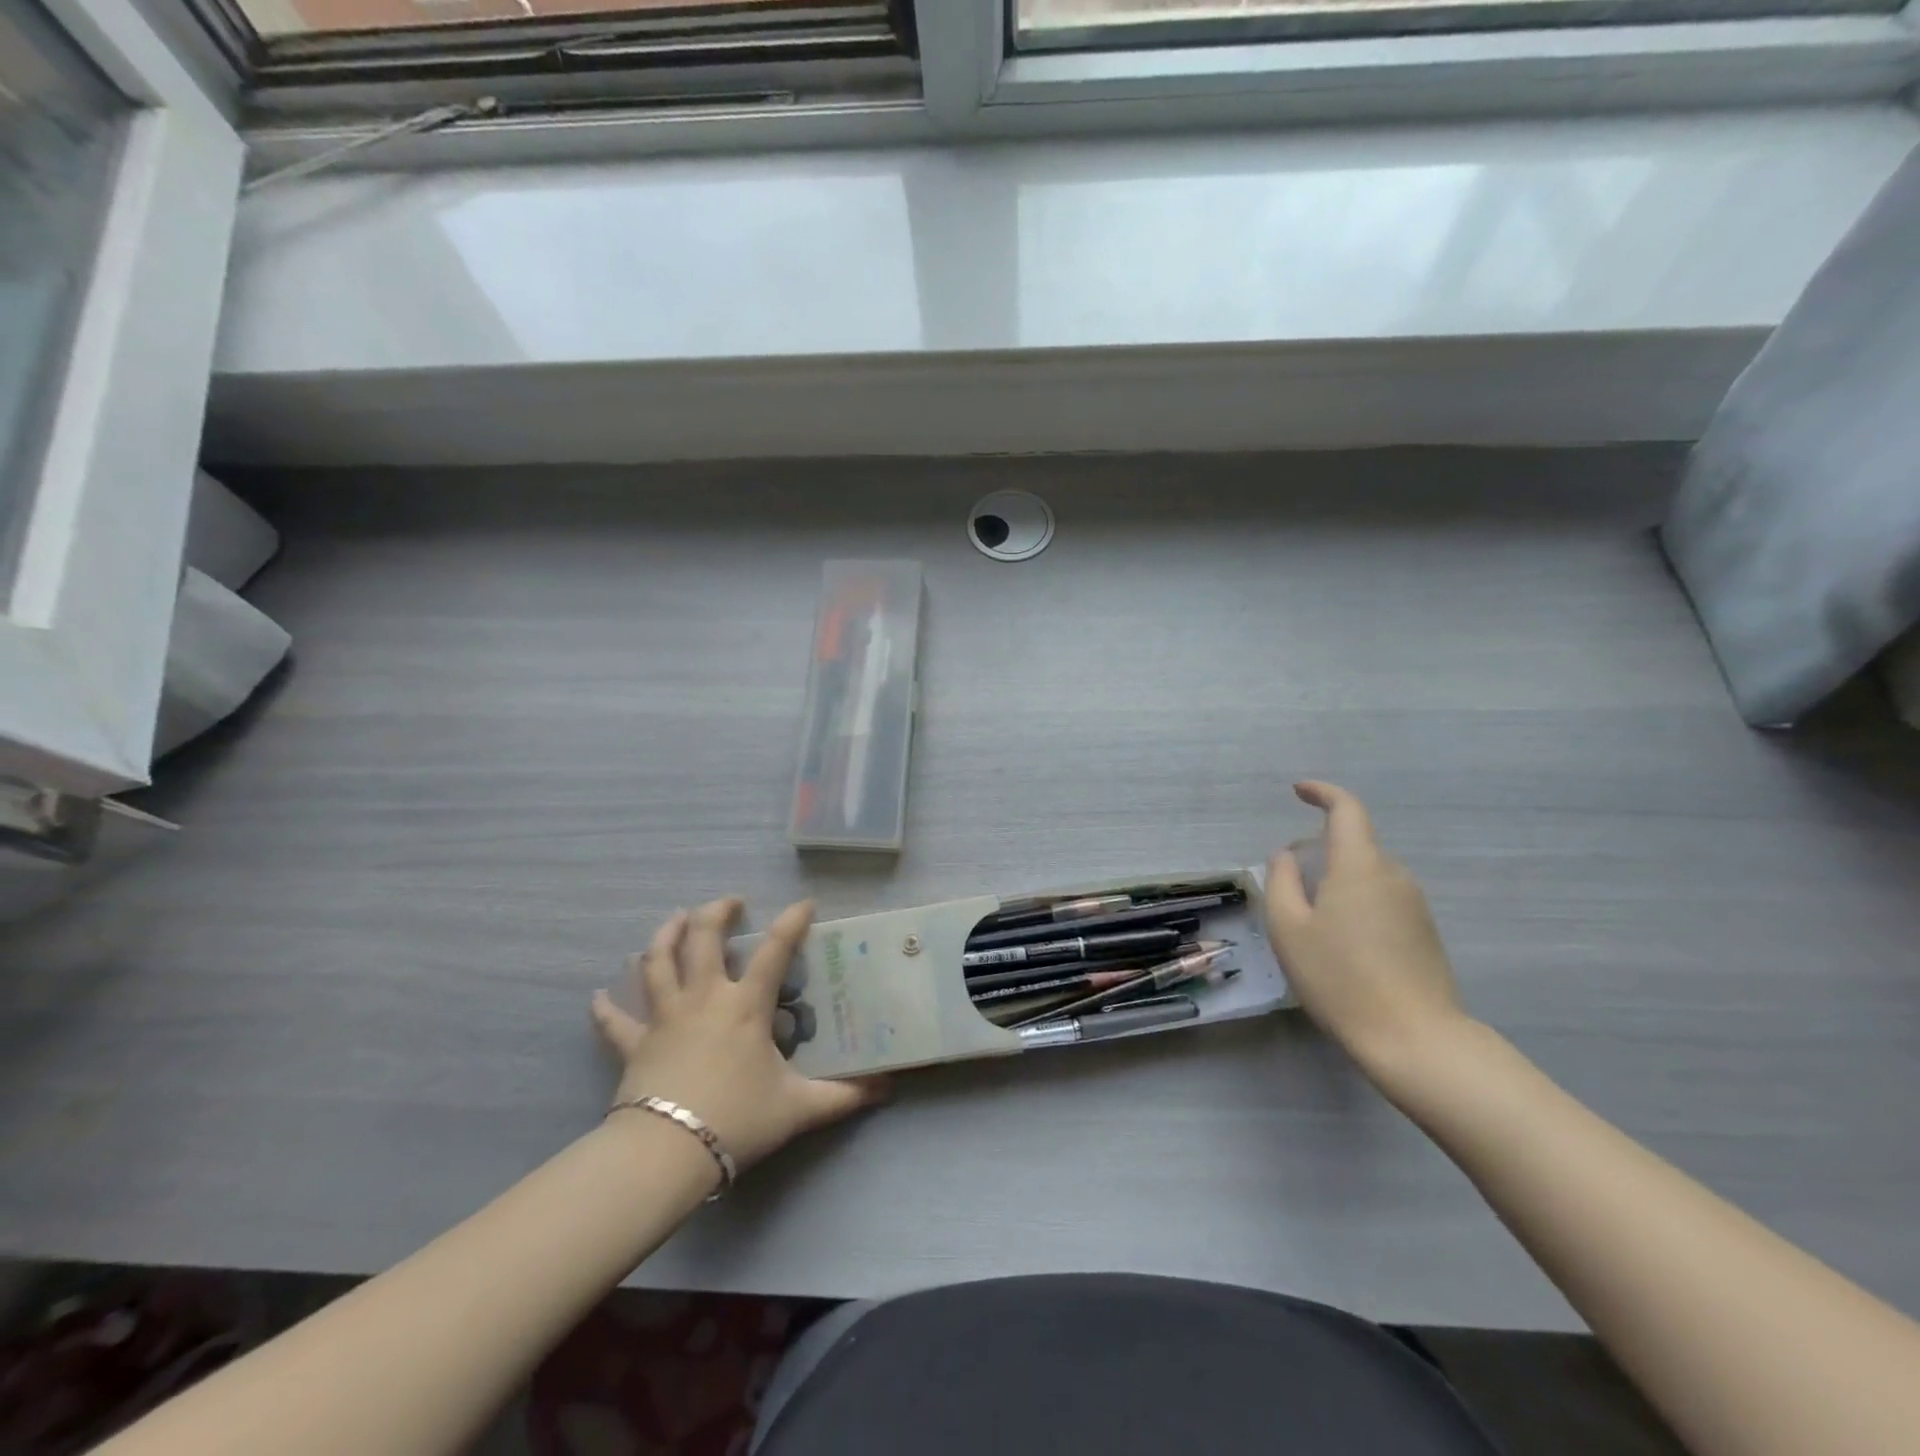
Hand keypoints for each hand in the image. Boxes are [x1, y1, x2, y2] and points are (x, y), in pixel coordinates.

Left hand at [590, 898, 887, 1171]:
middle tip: (730, 903)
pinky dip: (605, 1007)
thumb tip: (889, 1088)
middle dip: (717, 913)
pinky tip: (597, 996)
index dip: (792, 922)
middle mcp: (703, 998)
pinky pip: (614, 1021)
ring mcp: (663, 1017)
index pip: (774, 950)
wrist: (667, 1153)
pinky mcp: (633, 1045)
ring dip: (664, 935)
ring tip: (675, 918)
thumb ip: (845, 1095)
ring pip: (657, 962)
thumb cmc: (737, 1120)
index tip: (805, 904)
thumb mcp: (799, 1108)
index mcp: (744, 1005)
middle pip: (703, 938)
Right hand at [1265, 782, 1473, 1084]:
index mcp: (1359, 866)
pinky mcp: (1424, 933)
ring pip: (1367, 876)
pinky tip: (1342, 945)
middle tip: (1289, 883)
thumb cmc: (1339, 978)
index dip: (1323, 793)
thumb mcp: (1289, 928)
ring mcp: (1415, 905)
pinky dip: (1356, 905)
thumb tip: (1287, 856)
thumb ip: (1281, 881)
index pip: (1347, 809)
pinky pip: (1382, 900)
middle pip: (1354, 846)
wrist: (1414, 1039)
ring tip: (1312, 923)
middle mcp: (1393, 876)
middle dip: (1320, 851)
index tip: (1299, 791)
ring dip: (1338, 883)